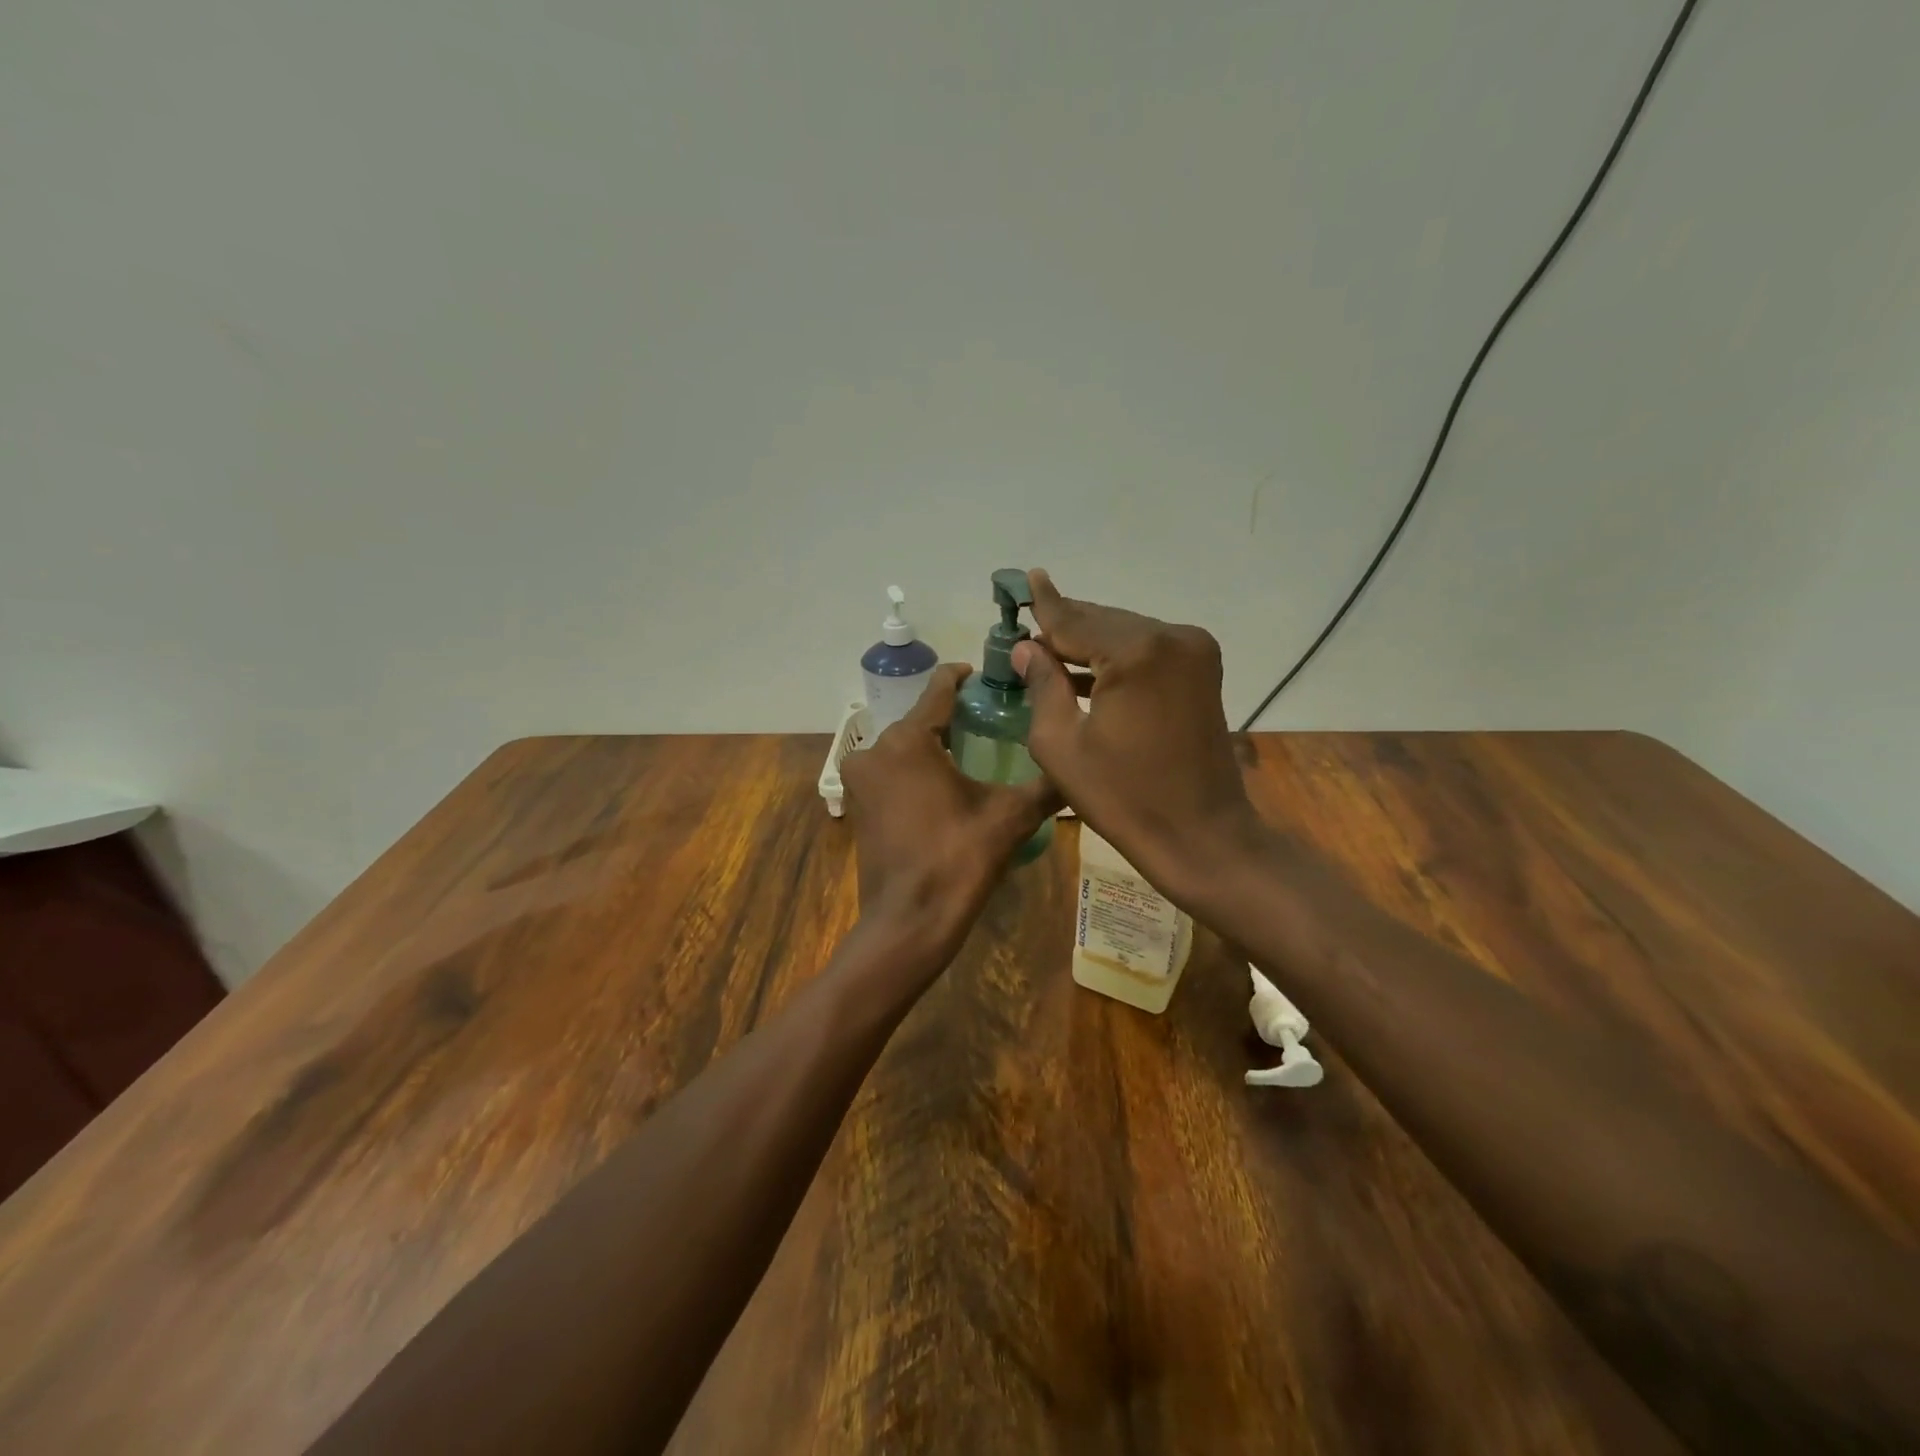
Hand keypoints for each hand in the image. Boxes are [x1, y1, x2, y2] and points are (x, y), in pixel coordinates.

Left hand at [841, 663, 1059, 966]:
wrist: (909, 922)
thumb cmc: (958, 860)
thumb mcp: (1011, 817)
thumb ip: (1047, 785)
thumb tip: (1083, 766)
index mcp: (907, 740)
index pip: (939, 688)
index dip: (966, 677)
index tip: (991, 678)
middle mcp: (874, 750)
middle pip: (921, 719)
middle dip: (955, 717)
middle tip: (995, 722)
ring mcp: (860, 780)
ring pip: (904, 746)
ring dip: (935, 745)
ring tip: (977, 753)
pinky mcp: (858, 805)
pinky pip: (892, 772)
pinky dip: (916, 770)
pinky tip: (947, 785)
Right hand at [1011, 570, 1264, 908]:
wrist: (1202, 834)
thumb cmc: (1123, 797)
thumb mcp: (1062, 745)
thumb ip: (1042, 685)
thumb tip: (1026, 648)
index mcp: (1134, 652)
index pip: (1074, 620)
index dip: (1044, 605)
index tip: (1025, 578)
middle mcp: (1170, 637)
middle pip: (1102, 621)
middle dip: (1064, 627)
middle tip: (1027, 628)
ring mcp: (1194, 651)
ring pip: (1125, 633)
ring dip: (1089, 642)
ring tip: (1049, 650)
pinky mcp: (1203, 670)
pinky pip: (1147, 650)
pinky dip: (1117, 657)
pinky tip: (1088, 669)